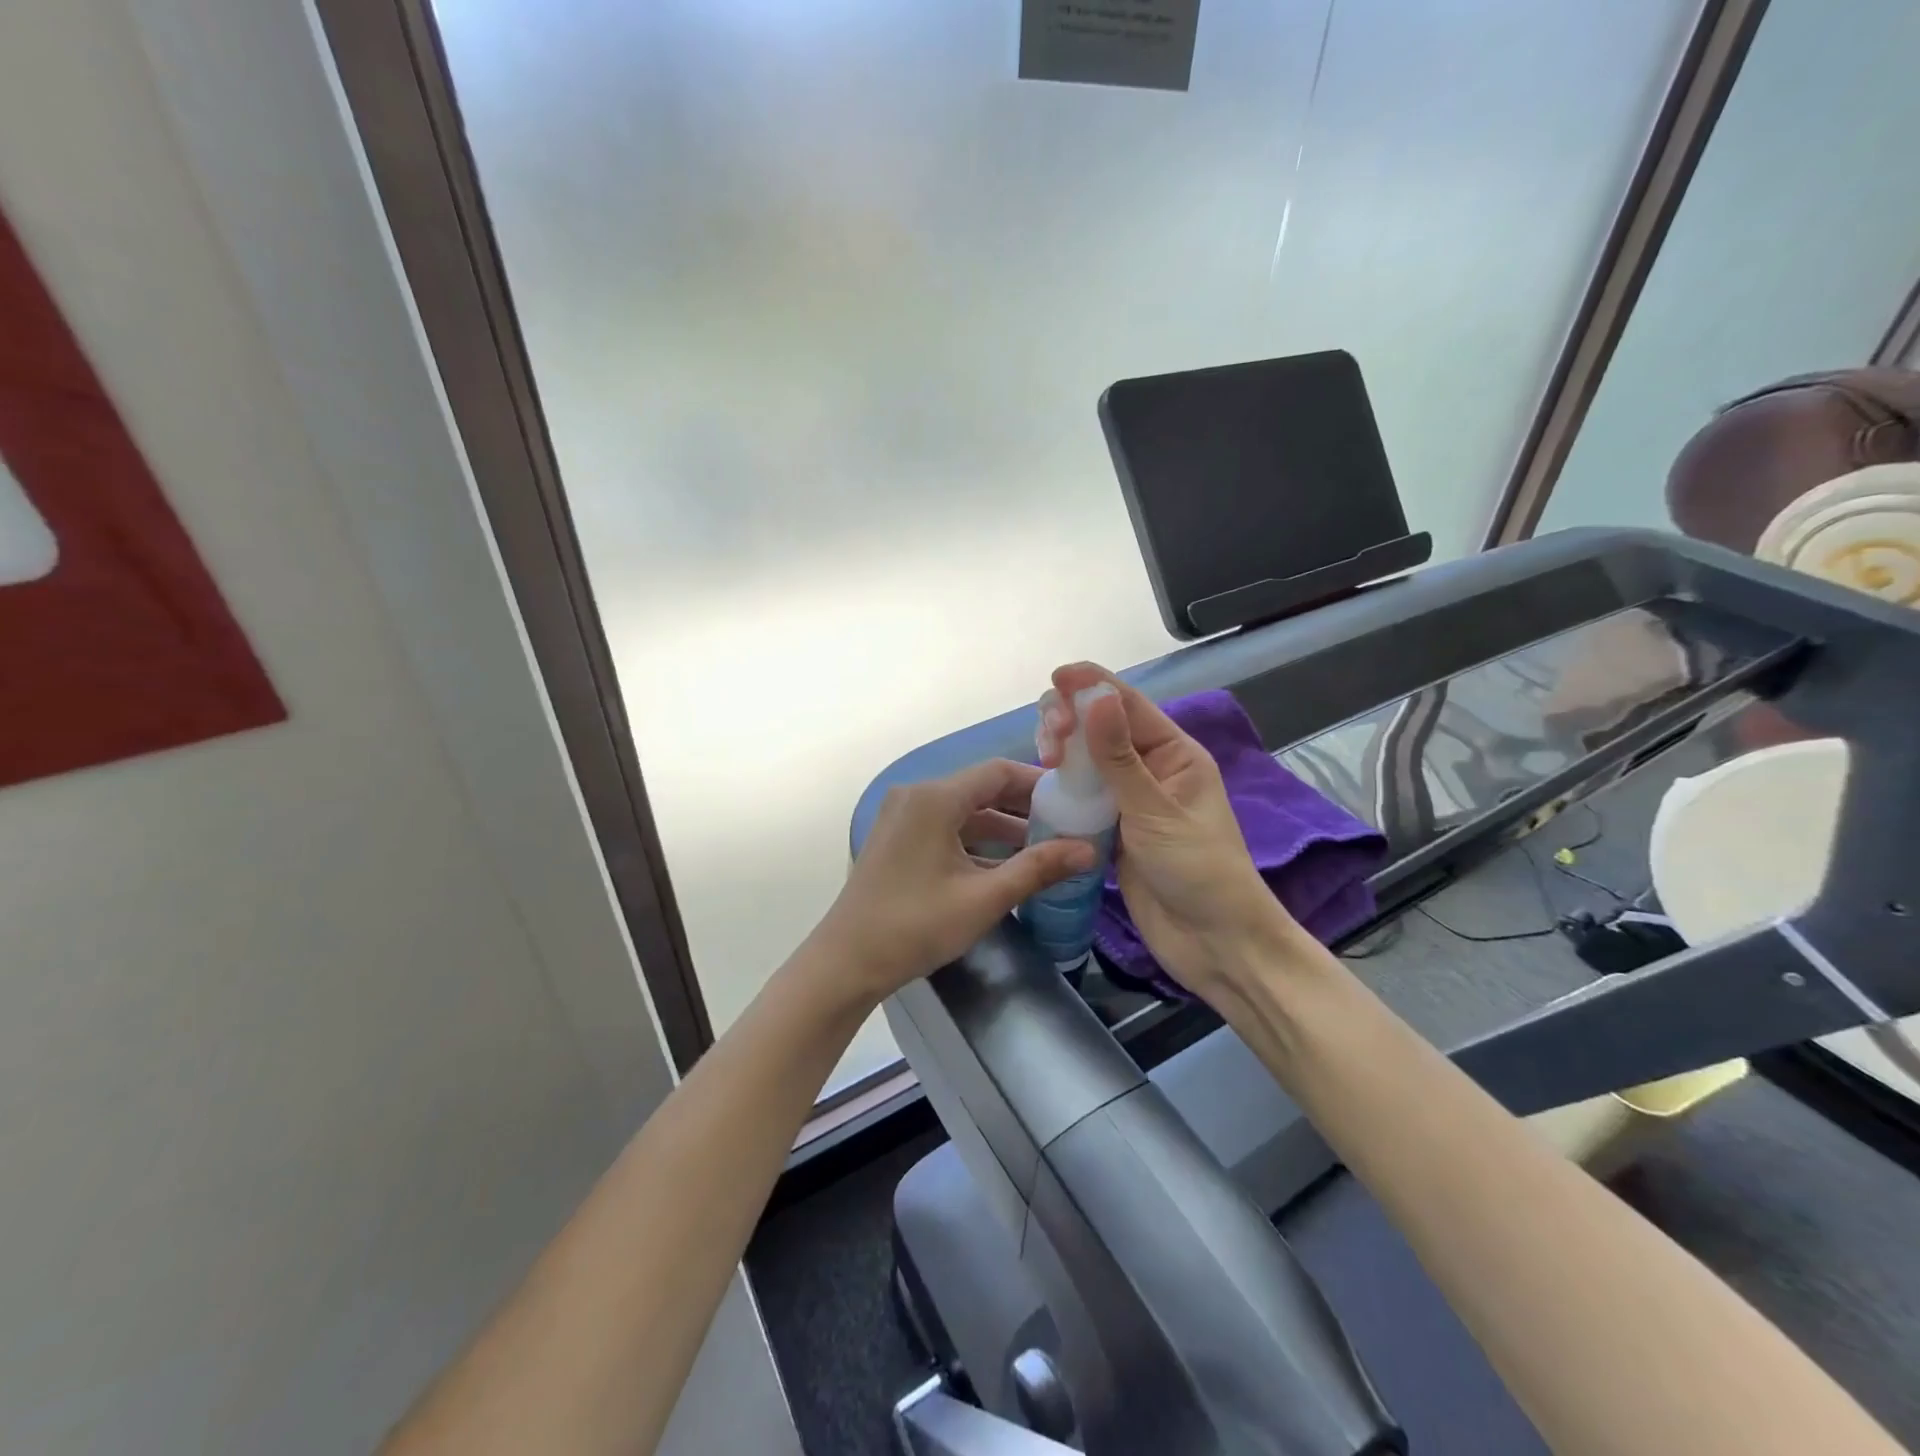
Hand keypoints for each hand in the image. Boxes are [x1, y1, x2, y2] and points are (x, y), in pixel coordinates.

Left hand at [812, 760, 1096, 1006]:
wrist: (846, 963)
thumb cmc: (916, 926)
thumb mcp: (984, 898)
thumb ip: (1037, 868)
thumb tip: (1089, 850)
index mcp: (934, 798)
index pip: (998, 772)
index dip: (1038, 783)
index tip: (1074, 799)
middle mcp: (916, 796)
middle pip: (980, 788)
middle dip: (1024, 807)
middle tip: (1067, 824)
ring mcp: (902, 818)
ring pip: (963, 811)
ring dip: (1001, 827)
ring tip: (1045, 848)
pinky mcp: (897, 839)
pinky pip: (945, 828)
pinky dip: (976, 841)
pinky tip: (1004, 865)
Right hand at [1045, 663, 1300, 996]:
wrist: (1214, 944)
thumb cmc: (1198, 872)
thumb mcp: (1156, 812)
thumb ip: (1120, 758)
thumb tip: (1096, 697)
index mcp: (1174, 754)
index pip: (1128, 705)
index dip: (1092, 685)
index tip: (1057, 676)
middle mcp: (1150, 770)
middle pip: (1102, 728)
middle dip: (1071, 721)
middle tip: (1049, 743)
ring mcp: (1129, 802)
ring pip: (1087, 762)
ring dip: (1064, 753)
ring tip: (1045, 761)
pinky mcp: (1112, 831)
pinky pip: (1082, 798)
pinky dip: (1062, 788)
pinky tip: (1043, 787)